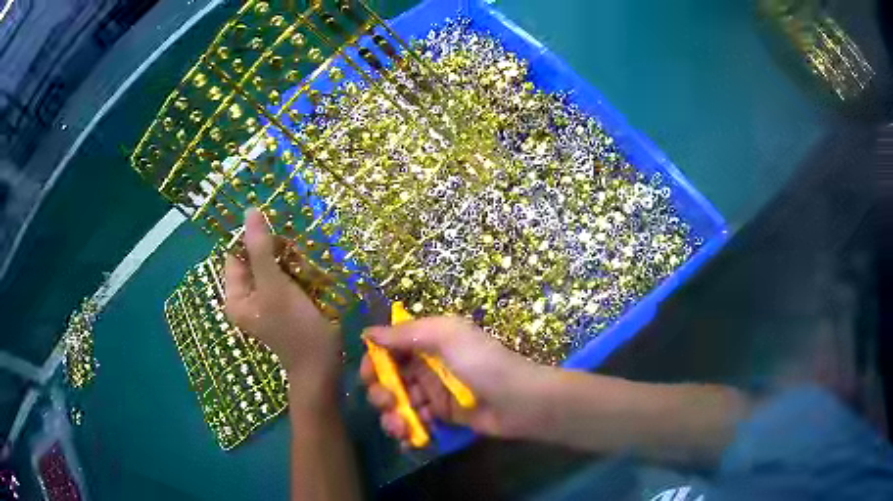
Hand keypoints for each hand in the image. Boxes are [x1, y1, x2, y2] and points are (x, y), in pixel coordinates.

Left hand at [225, 208, 340, 393]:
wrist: (321, 363)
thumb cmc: (294, 326)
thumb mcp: (274, 285)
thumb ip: (260, 249)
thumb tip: (249, 211)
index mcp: (235, 295)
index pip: (235, 255)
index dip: (251, 239)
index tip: (274, 230)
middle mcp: (247, 297)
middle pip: (253, 260)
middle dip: (272, 248)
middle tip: (292, 245)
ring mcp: (266, 301)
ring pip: (271, 266)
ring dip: (285, 257)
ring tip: (302, 255)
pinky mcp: (283, 303)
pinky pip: (283, 277)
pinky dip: (293, 269)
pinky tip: (307, 266)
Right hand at [360, 316, 546, 445]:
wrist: (519, 401)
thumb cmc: (482, 363)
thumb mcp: (446, 336)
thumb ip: (405, 334)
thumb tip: (367, 332)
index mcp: (427, 342)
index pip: (389, 349)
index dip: (374, 361)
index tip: (367, 375)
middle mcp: (426, 367)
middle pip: (388, 379)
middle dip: (380, 393)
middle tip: (388, 403)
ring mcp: (433, 394)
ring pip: (398, 404)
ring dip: (391, 416)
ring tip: (400, 427)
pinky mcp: (441, 417)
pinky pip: (414, 423)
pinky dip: (407, 431)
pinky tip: (409, 438)